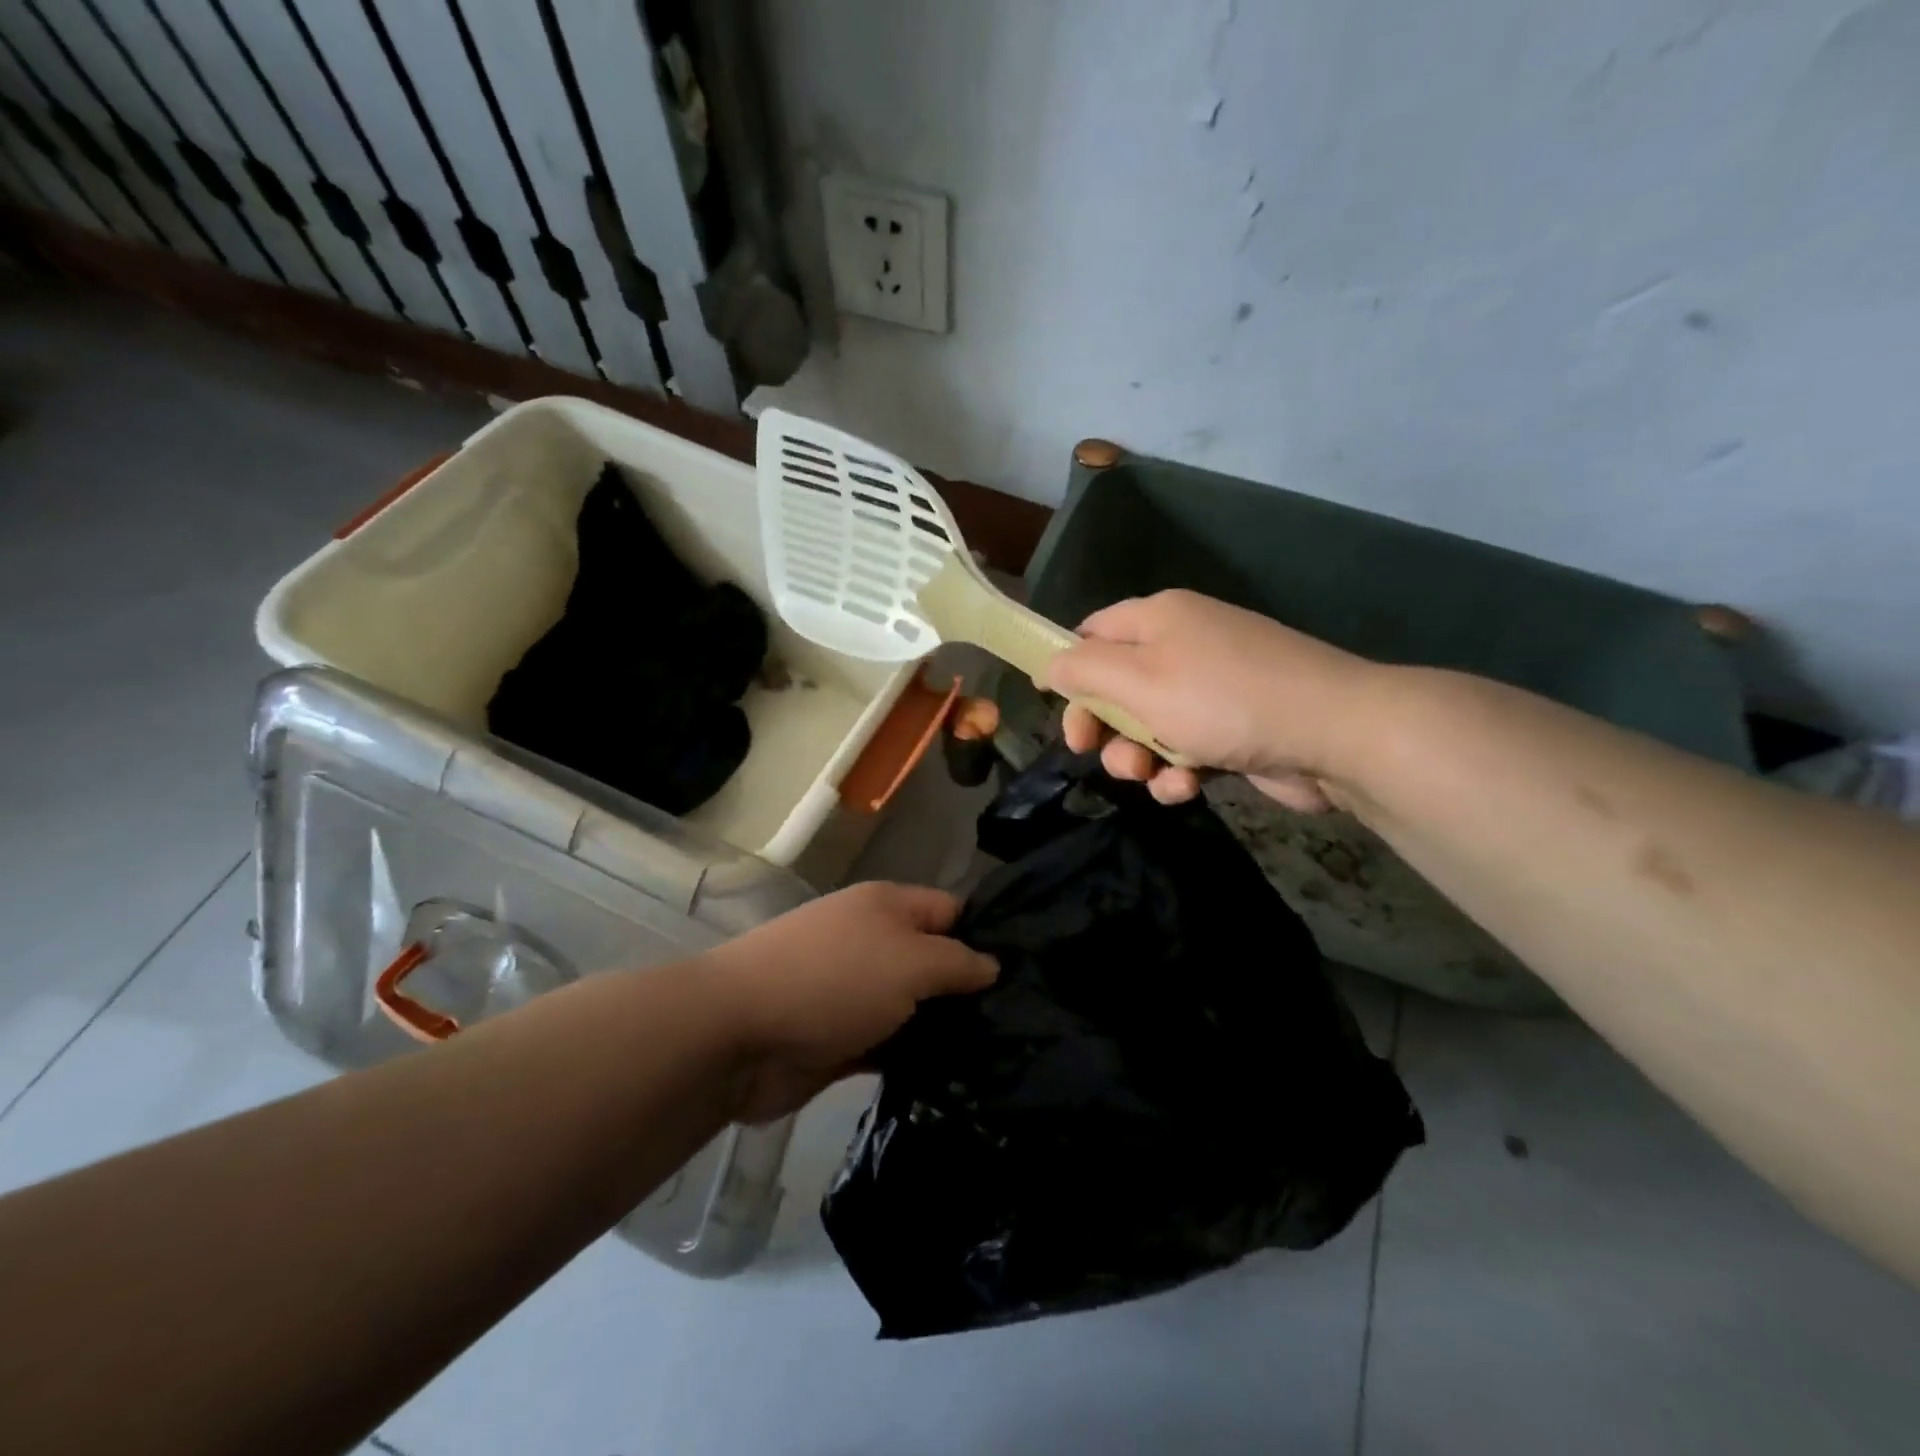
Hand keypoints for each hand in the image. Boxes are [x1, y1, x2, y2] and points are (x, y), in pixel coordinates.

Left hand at [704, 882, 997, 1121]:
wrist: (739, 1033)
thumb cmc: (834, 980)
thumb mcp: (910, 961)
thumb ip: (958, 963)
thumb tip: (993, 966)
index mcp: (889, 907)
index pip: (953, 912)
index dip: (989, 937)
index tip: (1029, 974)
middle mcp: (874, 942)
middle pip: (935, 961)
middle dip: (970, 990)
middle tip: (1022, 1024)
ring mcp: (855, 992)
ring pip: (914, 1007)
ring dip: (944, 1030)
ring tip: (1001, 1057)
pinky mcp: (840, 1038)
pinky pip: (889, 1044)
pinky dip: (913, 1058)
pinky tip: (955, 1080)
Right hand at [1046, 589, 1370, 810]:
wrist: (1334, 733)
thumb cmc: (1222, 699)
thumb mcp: (1139, 681)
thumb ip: (1085, 670)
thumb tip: (1050, 664)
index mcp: (1159, 619)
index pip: (1094, 631)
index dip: (1068, 666)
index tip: (1054, 705)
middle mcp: (1184, 646)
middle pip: (1116, 686)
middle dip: (1102, 725)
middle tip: (1089, 752)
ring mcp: (1212, 689)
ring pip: (1148, 725)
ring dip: (1138, 756)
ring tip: (1151, 774)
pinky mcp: (1233, 730)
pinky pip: (1185, 748)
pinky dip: (1178, 770)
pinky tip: (1187, 788)